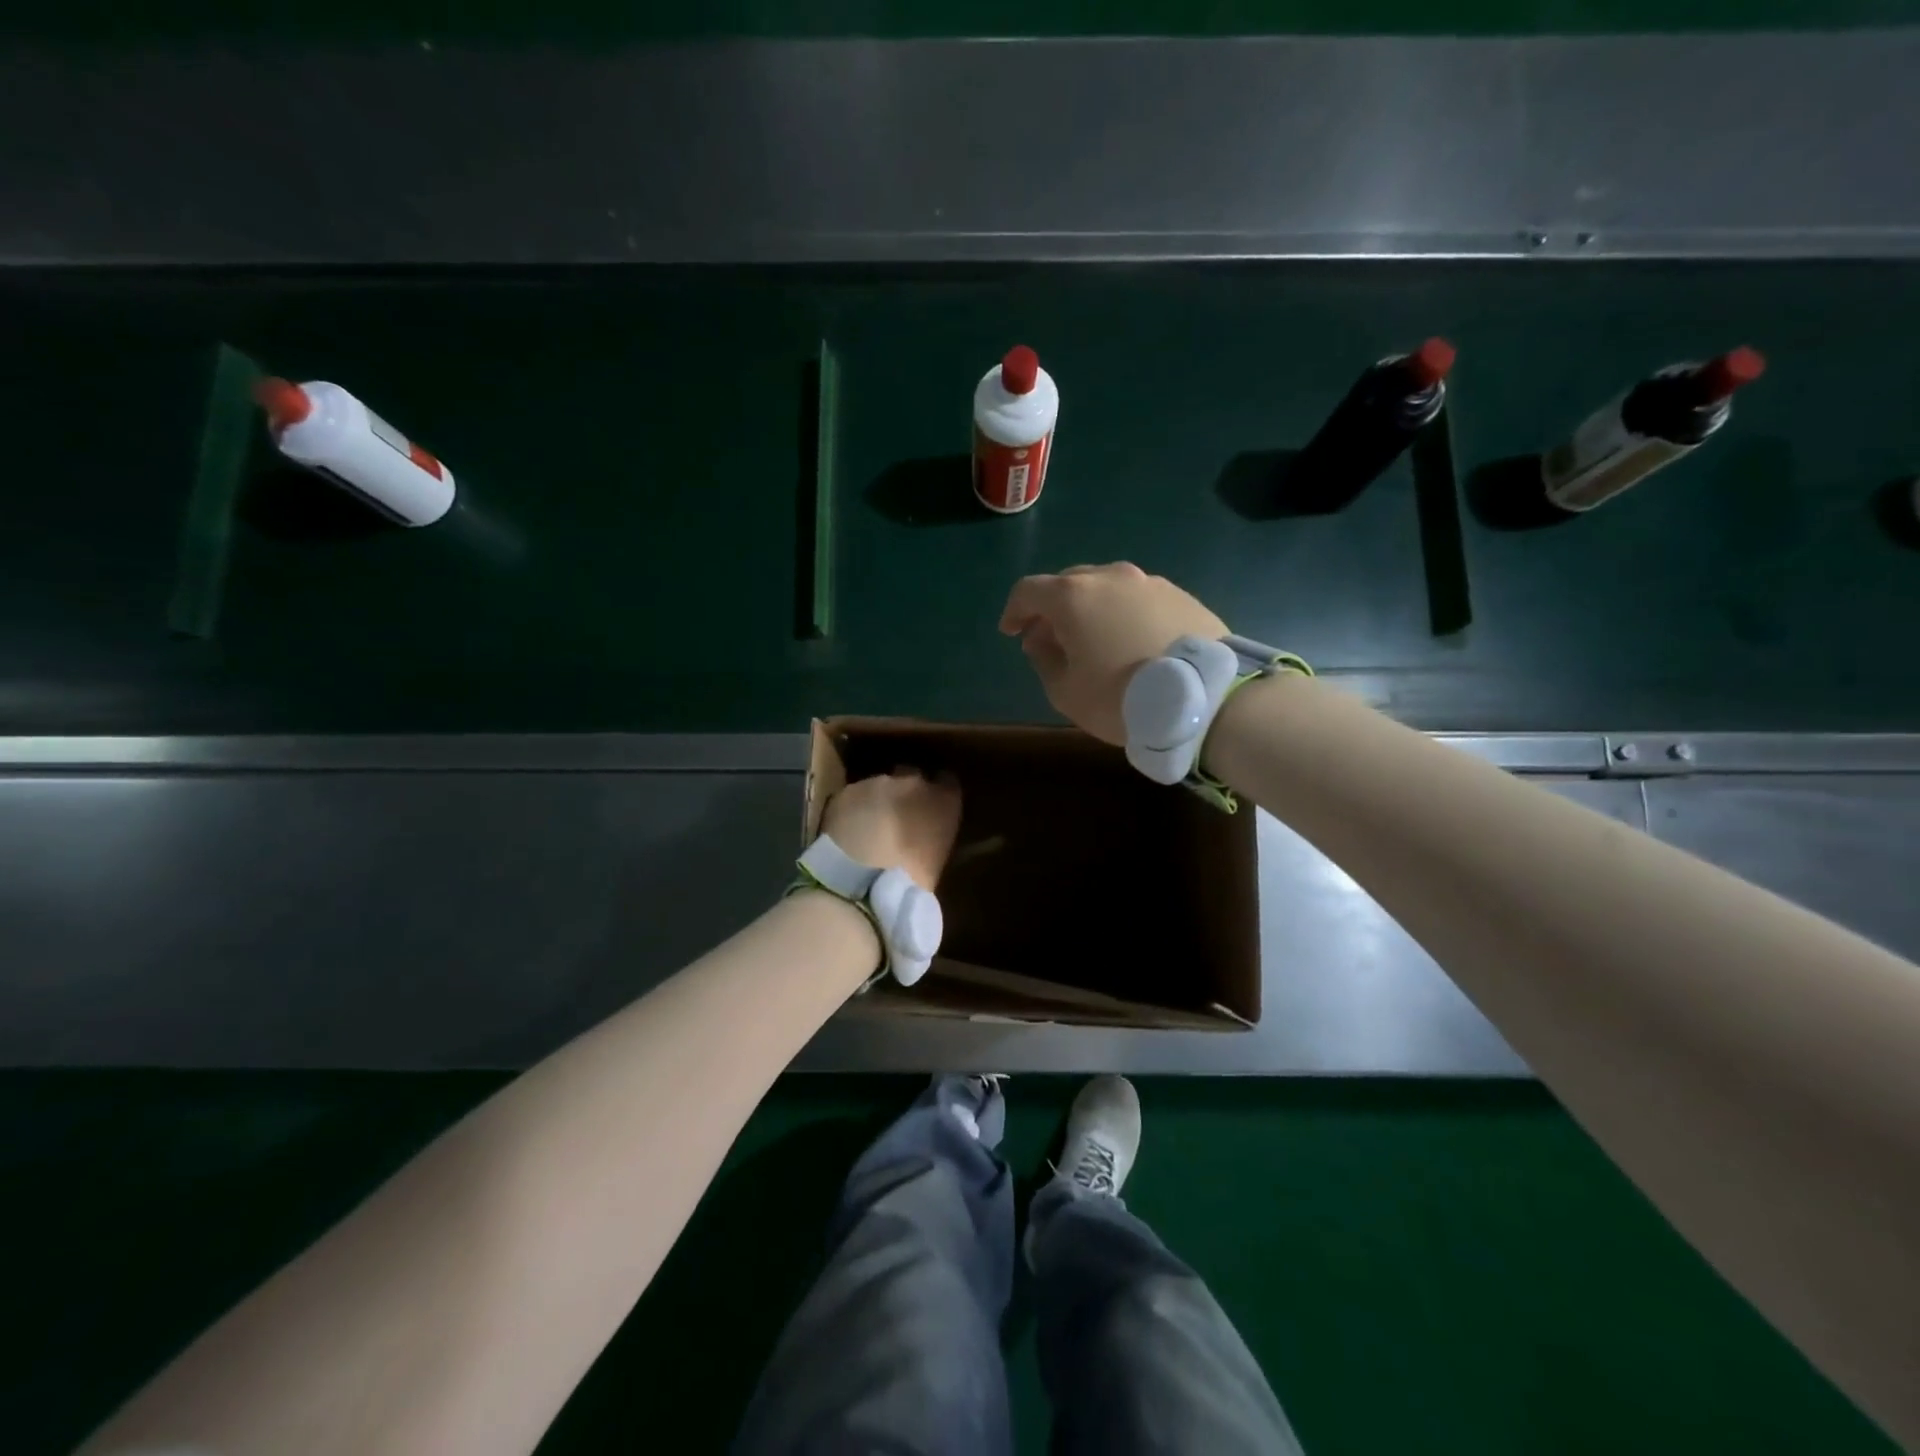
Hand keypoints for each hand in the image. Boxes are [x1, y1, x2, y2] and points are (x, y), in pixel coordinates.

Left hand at [821, 769, 962, 891]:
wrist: (864, 881)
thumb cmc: (913, 881)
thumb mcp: (937, 859)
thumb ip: (934, 835)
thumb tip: (926, 833)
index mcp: (945, 801)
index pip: (948, 782)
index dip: (938, 792)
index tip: (932, 806)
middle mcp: (915, 782)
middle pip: (913, 776)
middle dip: (906, 792)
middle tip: (899, 816)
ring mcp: (878, 782)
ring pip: (880, 784)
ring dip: (878, 799)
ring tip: (870, 825)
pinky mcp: (847, 791)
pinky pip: (854, 795)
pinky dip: (853, 807)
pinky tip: (848, 829)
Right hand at [999, 563, 1228, 744]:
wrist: (1204, 698)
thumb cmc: (1121, 698)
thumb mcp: (1066, 692)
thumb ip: (1044, 660)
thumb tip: (1041, 641)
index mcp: (1073, 596)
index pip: (1028, 591)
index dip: (1014, 611)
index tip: (1011, 632)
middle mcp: (1110, 577)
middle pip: (1068, 583)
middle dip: (1052, 609)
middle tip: (1050, 638)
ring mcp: (1149, 582)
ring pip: (1107, 588)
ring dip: (1091, 609)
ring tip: (1094, 640)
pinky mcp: (1180, 595)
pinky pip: (1138, 599)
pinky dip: (1124, 614)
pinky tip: (1131, 641)